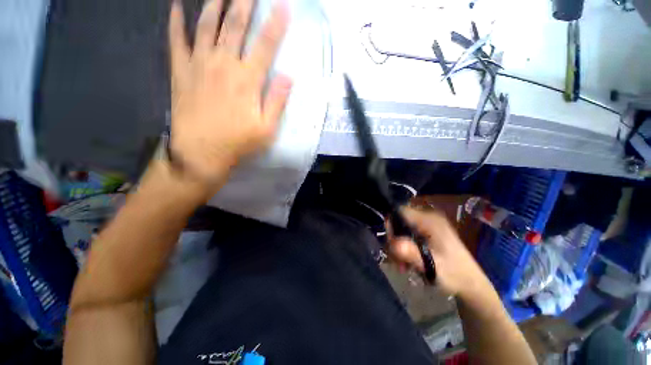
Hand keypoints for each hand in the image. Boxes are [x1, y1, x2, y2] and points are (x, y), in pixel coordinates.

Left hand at [168, 0, 291, 193]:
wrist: (201, 152)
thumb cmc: (238, 142)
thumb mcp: (267, 129)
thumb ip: (277, 101)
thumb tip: (289, 77)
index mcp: (247, 80)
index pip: (265, 45)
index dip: (275, 24)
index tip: (282, 6)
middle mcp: (224, 64)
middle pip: (235, 25)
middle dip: (244, 2)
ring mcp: (199, 65)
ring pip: (207, 25)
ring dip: (215, 3)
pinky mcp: (181, 71)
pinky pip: (176, 40)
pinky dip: (176, 21)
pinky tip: (176, 6)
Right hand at [388, 207, 491, 297]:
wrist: (471, 285)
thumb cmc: (454, 274)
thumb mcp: (432, 265)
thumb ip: (411, 253)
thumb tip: (392, 243)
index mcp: (430, 221)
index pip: (400, 211)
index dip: (391, 224)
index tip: (391, 243)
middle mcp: (427, 218)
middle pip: (399, 221)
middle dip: (394, 240)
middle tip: (397, 260)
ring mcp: (428, 225)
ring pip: (401, 230)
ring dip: (398, 247)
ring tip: (403, 266)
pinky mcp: (427, 233)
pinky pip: (408, 235)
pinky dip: (404, 248)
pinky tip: (408, 262)